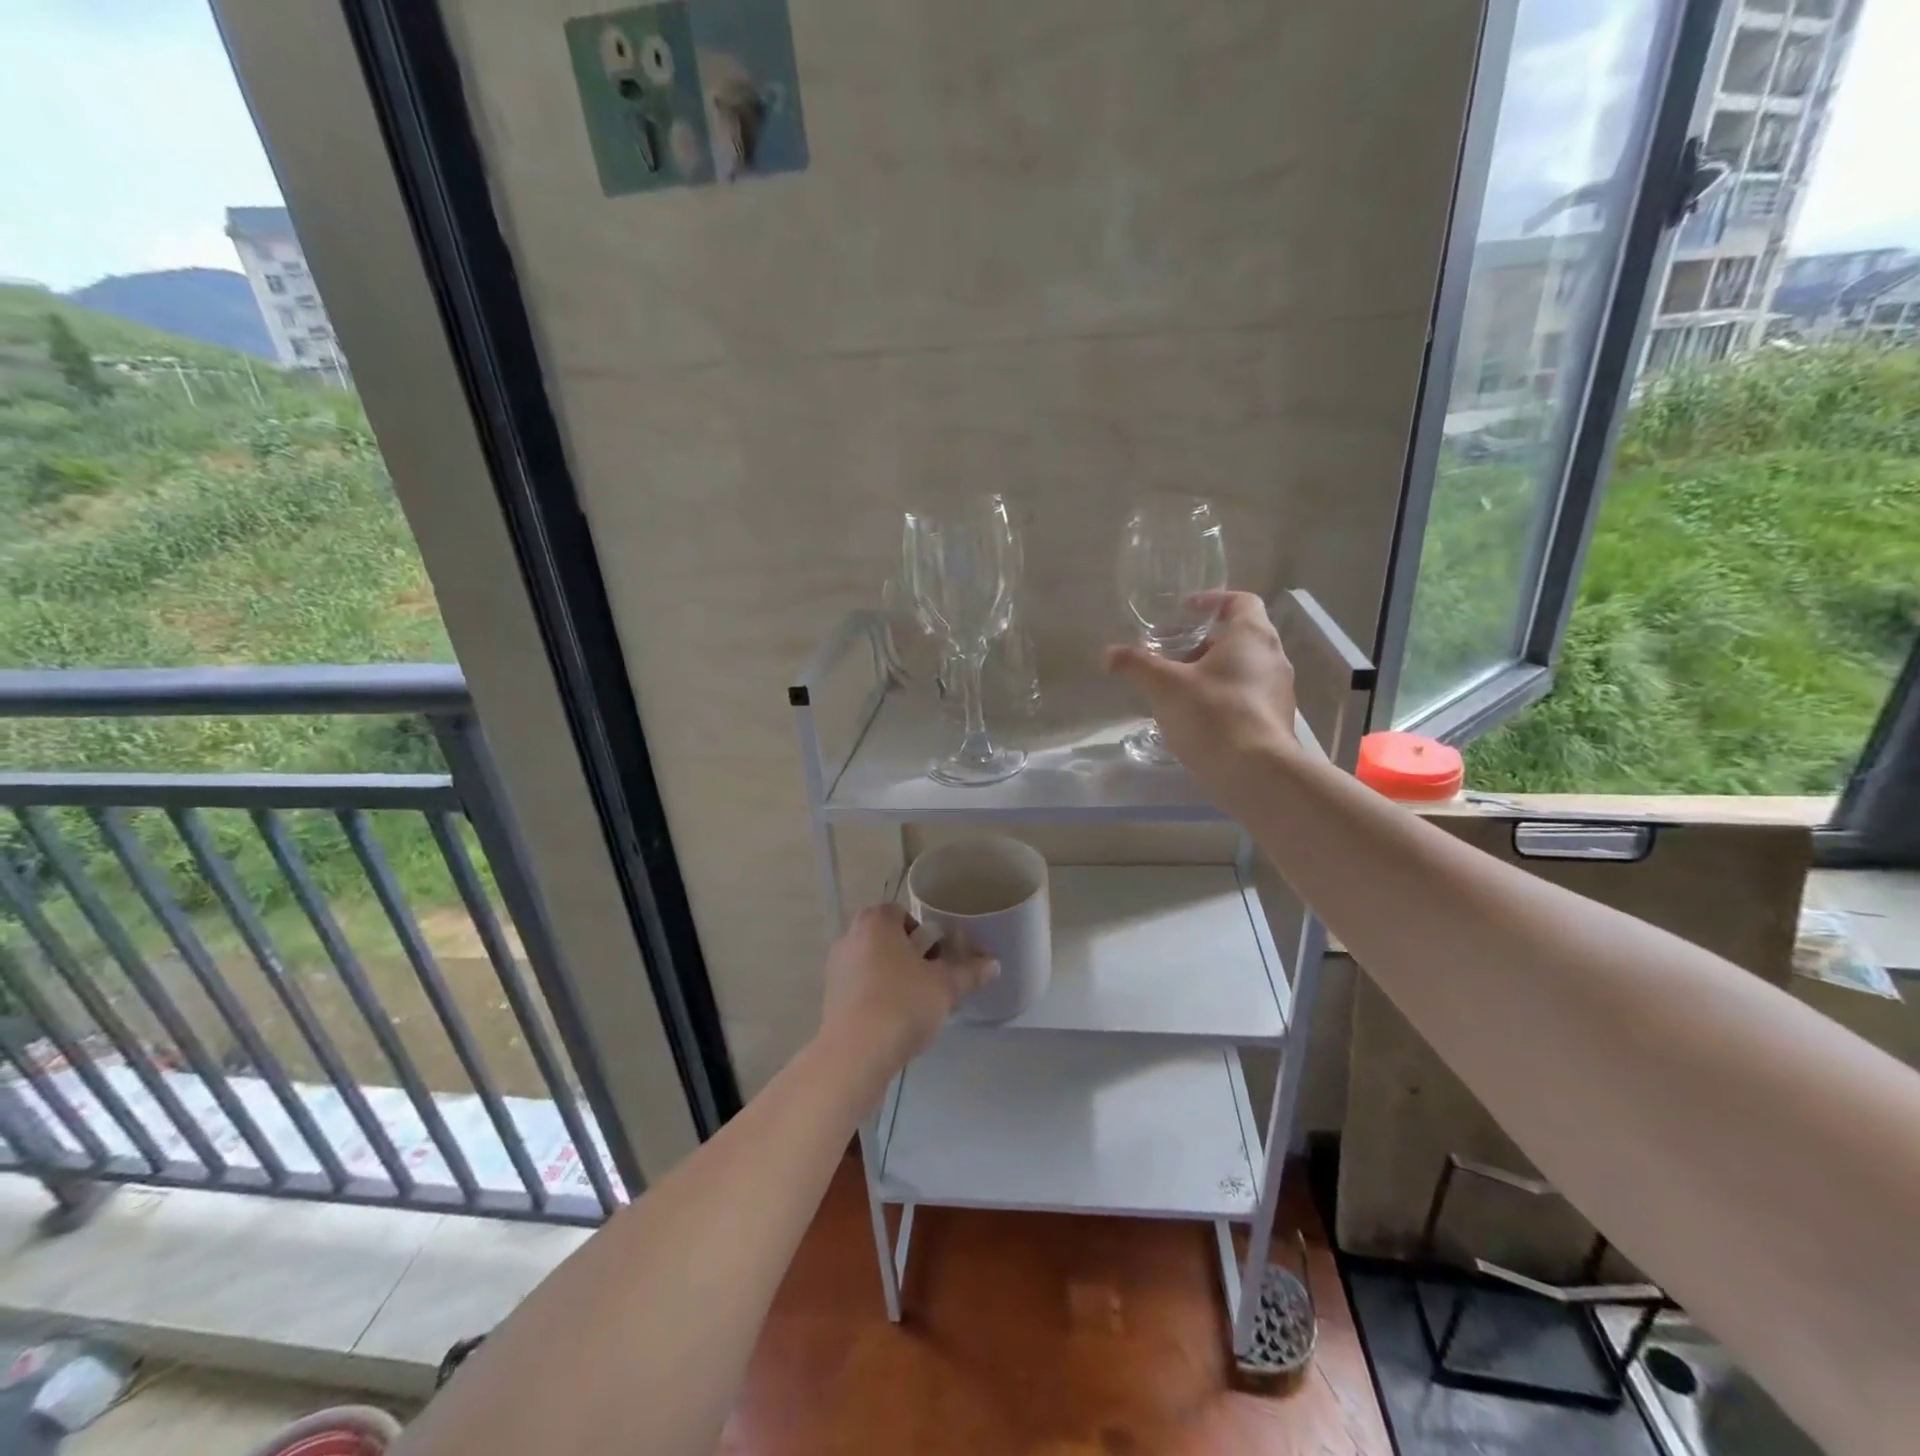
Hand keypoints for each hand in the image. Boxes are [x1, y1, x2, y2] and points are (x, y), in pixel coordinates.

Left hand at [820, 905, 997, 1074]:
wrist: (856, 1054)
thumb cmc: (902, 1004)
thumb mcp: (946, 987)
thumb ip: (970, 972)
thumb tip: (993, 964)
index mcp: (875, 922)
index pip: (901, 913)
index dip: (923, 933)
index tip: (939, 958)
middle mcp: (850, 937)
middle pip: (887, 938)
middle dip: (910, 956)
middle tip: (932, 980)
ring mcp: (836, 968)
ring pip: (872, 964)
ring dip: (893, 977)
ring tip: (915, 1005)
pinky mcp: (829, 999)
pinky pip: (860, 988)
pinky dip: (876, 997)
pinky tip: (893, 1022)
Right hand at [1104, 590, 1300, 791]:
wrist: (1257, 773)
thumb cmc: (1213, 714)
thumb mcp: (1165, 686)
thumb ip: (1137, 665)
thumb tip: (1108, 654)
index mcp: (1252, 636)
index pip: (1241, 600)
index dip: (1212, 601)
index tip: (1185, 611)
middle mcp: (1273, 657)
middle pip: (1239, 637)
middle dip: (1203, 643)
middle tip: (1171, 656)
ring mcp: (1280, 691)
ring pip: (1243, 669)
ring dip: (1212, 672)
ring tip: (1178, 689)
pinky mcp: (1276, 721)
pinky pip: (1248, 697)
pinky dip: (1223, 697)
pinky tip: (1197, 718)